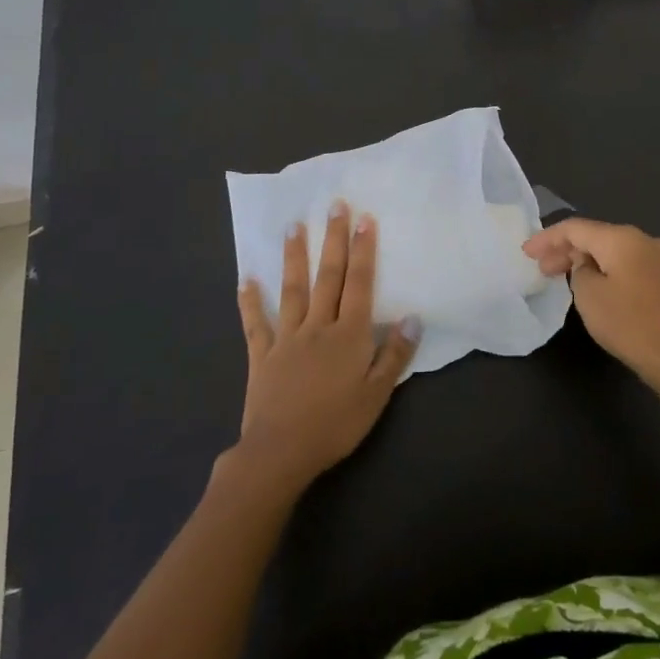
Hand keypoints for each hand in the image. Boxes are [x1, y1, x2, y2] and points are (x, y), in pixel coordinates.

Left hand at [233, 203, 418, 489]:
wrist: (280, 453)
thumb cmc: (336, 425)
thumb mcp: (377, 395)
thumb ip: (395, 354)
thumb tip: (413, 317)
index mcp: (349, 335)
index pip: (360, 284)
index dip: (364, 250)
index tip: (364, 218)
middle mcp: (318, 326)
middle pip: (328, 276)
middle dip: (333, 239)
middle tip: (334, 205)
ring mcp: (287, 338)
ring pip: (292, 290)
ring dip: (294, 257)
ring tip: (293, 226)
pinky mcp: (262, 355)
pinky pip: (256, 324)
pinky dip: (250, 301)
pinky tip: (246, 280)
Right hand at [523, 217, 659, 391]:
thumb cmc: (631, 325)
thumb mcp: (589, 297)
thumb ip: (579, 271)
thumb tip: (588, 265)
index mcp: (624, 238)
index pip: (576, 228)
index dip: (547, 238)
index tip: (526, 253)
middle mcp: (646, 239)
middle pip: (598, 237)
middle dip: (567, 250)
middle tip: (542, 269)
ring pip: (615, 252)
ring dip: (588, 261)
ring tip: (565, 278)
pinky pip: (631, 266)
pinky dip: (609, 271)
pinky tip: (597, 287)